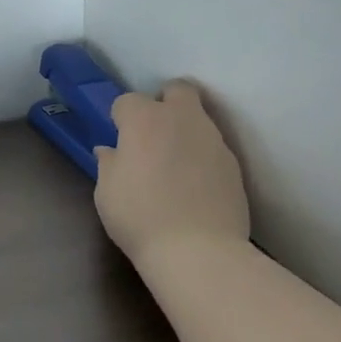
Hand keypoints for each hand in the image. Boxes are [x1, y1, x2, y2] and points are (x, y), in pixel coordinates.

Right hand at [95, 81, 249, 268]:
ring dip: (185, 131)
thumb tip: (110, 151)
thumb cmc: (140, 217)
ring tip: (175, 165)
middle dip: (164, 102)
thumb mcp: (106, 193)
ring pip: (199, 119)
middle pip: (177, 90)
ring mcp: (213, 139)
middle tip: (153, 134)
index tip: (119, 140)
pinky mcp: (233, 164)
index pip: (127, 101)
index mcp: (144, 120)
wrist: (198, 251)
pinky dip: (202, 157)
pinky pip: (213, 148)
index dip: (121, 118)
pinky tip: (195, 185)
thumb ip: (108, 164)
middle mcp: (182, 119)